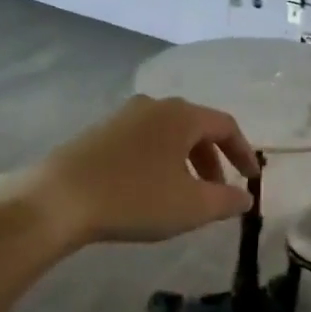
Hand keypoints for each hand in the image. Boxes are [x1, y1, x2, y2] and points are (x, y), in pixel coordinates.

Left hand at [4, 95, 259, 249]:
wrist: (58, 199)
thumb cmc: (135, 198)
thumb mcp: (191, 206)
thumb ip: (226, 200)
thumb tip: (246, 197)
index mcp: (181, 115)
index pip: (225, 125)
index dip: (243, 152)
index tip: (251, 178)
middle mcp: (154, 105)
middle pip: (196, 127)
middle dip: (213, 159)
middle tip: (218, 191)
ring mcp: (123, 116)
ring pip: (168, 134)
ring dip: (185, 161)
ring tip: (185, 194)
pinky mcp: (99, 132)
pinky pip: (143, 141)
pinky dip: (159, 160)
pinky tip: (150, 189)